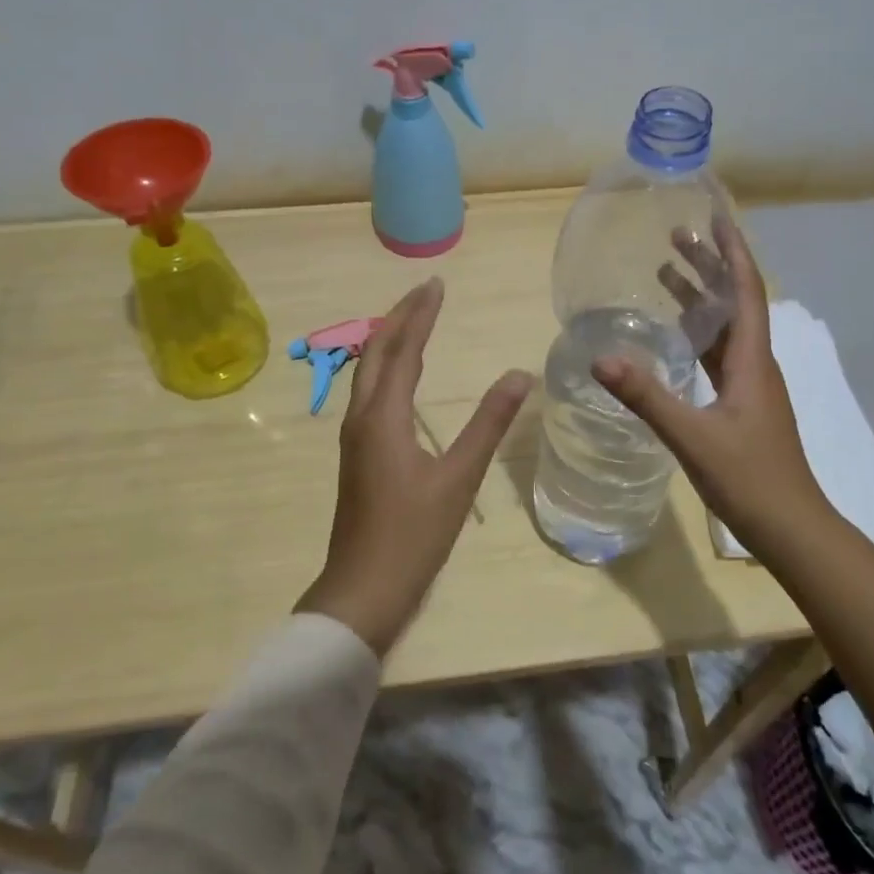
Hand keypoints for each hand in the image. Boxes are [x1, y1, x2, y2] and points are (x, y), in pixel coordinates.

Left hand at [298, 277, 533, 655]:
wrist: (364, 589)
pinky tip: (401, 380)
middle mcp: (361, 418)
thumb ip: (489, 424)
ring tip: (414, 322)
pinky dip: (387, 369)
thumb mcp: (460, 477)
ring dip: (390, 341)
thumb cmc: (414, 534)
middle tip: (426, 292)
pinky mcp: (358, 455)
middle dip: (399, 318)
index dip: (420, 314)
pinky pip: (370, 394)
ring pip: (368, 373)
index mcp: (382, 416)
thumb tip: (519, 375)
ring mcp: (355, 437)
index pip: (402, 349)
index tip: (437, 285)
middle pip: (376, 352)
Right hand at [592, 220, 831, 560]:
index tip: (714, 216)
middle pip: (734, 300)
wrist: (791, 528)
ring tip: (668, 270)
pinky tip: (675, 335)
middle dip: (709, 265)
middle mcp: (754, 363)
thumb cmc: (750, 479)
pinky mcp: (741, 405)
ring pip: (724, 327)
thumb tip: (600, 358)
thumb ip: (647, 397)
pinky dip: (696, 333)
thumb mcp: (693, 437)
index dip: (731, 251)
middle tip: (677, 235)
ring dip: (701, 297)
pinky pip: (717, 353)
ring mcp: (749, 385)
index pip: (744, 290)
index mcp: (751, 359)